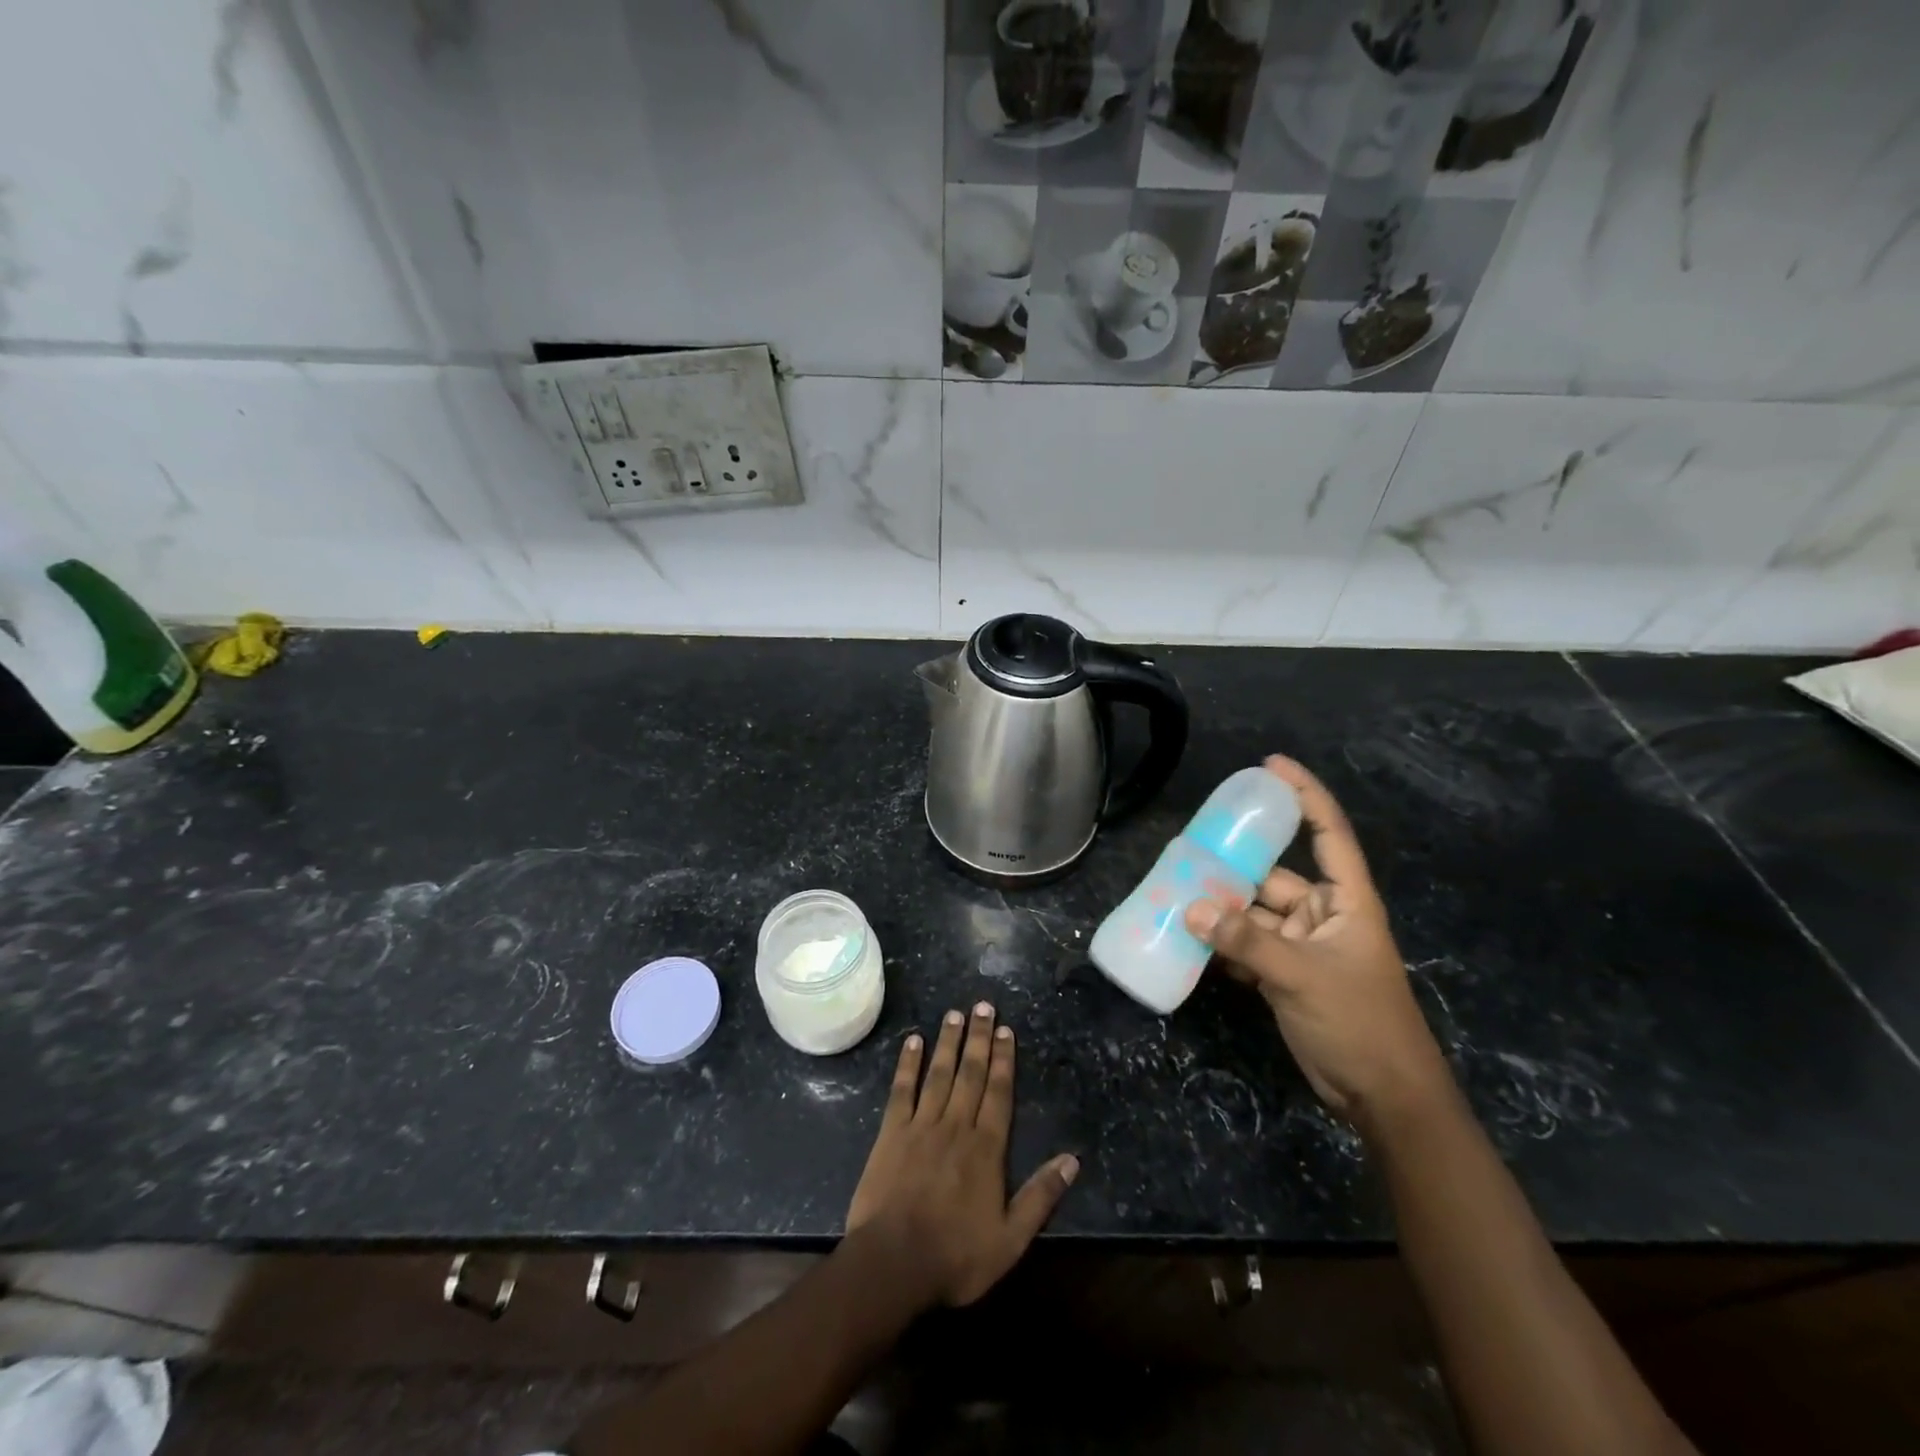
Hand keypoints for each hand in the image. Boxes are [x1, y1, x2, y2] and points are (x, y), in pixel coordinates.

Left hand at [846, 1004, 1078, 1307]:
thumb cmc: (955, 1256)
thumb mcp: (1010, 1239)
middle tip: (983, 1005)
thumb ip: (1041, 1197)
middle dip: (979, 1038)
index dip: (1004, 1059)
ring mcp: (921, 1125)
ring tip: (955, 1013)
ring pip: (939, 1073)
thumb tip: (1073, 1160)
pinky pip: (902, 1090)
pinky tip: (913, 1041)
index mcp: (986, 1148)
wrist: (893, 1263)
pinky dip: (908, 1064)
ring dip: (948, 1041)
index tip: (1006, 1030)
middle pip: (970, 1073)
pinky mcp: (891, 1132)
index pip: (999, 1092)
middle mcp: (956, 1125)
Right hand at [1185, 756, 1450, 1131]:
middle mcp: (1323, 916)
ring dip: (1221, 911)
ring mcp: (1303, 947)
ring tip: (1175, 895)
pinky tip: (1189, 940)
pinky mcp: (1286, 975)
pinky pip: (1248, 947)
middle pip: (1273, 877)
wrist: (1383, 1098)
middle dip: (1233, 867)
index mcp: (1346, 902)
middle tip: (1188, 850)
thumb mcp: (1302, 977)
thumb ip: (1246, 942)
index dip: (1303, 795)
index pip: (1328, 833)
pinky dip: (1223, 944)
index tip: (1270, 766)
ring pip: (1254, 914)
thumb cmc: (1359, 1023)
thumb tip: (1191, 910)